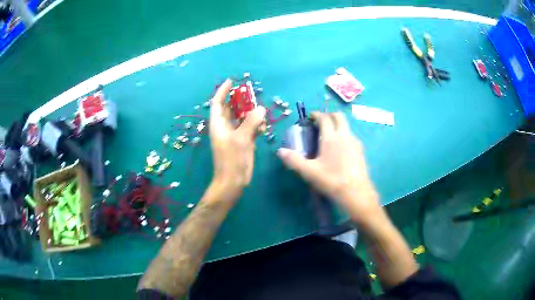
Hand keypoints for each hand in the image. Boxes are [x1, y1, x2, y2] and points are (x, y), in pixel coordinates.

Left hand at [209, 79, 265, 196]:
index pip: (218, 103)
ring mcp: (234, 135)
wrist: (233, 182)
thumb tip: (261, 108)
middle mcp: (225, 127)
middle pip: (231, 109)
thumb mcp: (241, 139)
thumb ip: (251, 122)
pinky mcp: (242, 142)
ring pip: (242, 118)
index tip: (231, 81)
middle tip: (252, 95)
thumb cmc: (232, 160)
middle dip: (240, 101)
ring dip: (251, 114)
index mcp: (218, 124)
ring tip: (261, 112)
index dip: (223, 91)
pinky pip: (249, 129)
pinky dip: (256, 126)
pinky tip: (263, 128)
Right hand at [277, 112, 380, 223]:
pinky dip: (344, 135)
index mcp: (331, 137)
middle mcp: (345, 135)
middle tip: (320, 122)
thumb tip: (280, 151)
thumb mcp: (309, 172)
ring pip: (346, 126)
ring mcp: (355, 142)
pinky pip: (351, 136)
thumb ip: (293, 160)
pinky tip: (340, 148)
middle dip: (329, 115)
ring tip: (329, 135)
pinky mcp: (361, 151)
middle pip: (338, 116)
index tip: (310, 117)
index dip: (317, 114)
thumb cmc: (331, 180)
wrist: (356, 192)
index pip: (324, 118)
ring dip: (338, 125)